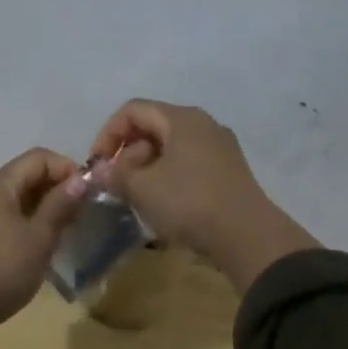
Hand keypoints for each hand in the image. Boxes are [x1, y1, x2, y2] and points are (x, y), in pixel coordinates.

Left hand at [0, 148, 80, 330]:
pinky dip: (24, 221)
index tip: (87, 193)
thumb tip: (80, 179)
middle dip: (55, 188)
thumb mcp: (39, 237)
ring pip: (14, 197)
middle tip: (79, 213)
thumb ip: (60, 205)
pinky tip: (36, 245)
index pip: (39, 157)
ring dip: (40, 207)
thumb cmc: (1, 269)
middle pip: (25, 174)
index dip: (66, 168)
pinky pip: (2, 215)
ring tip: (62, 230)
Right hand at [86, 99, 317, 292]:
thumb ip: (116, 175)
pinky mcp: (229, 170)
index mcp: (181, 118)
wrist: (249, 238)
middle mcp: (202, 123)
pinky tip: (164, 204)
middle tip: (117, 183)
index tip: (97, 164)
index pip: (132, 110)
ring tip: (138, 196)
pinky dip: (169, 176)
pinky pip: (188, 163)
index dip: (108, 133)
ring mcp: (220, 146)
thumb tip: (100, 171)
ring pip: (171, 146)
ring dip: (147, 167)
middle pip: (152, 126)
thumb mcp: (143, 189)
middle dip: (128, 153)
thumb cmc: (190, 202)